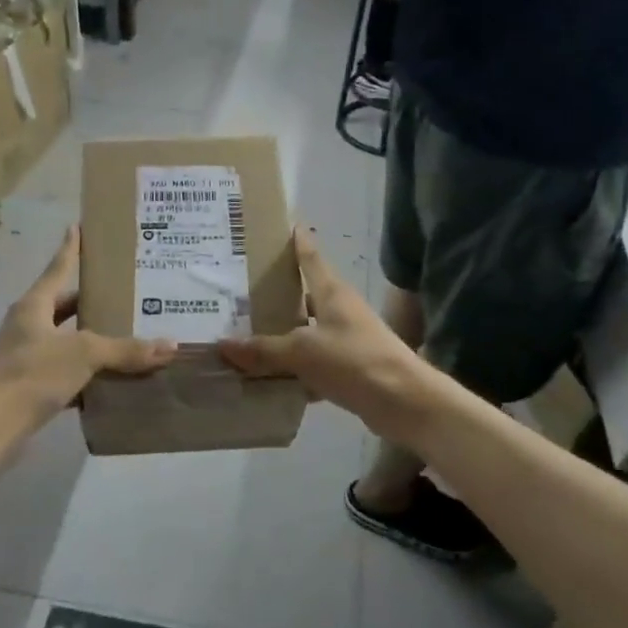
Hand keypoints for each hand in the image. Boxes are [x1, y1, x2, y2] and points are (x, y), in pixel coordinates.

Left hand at [0, 227, 176, 430]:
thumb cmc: (33, 374)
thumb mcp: (84, 354)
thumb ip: (126, 349)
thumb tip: (170, 345)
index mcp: (34, 305)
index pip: (58, 268)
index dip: (70, 248)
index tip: (78, 227)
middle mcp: (26, 325)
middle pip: (62, 305)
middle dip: (89, 300)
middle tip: (121, 292)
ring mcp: (24, 357)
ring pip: (63, 340)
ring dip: (88, 339)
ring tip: (123, 334)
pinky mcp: (27, 387)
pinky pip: (63, 372)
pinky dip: (84, 374)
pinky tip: (108, 380)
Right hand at [217, 229, 431, 441]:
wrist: (404, 402)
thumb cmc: (354, 361)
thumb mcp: (302, 352)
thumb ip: (263, 350)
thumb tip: (223, 344)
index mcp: (332, 292)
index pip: (310, 257)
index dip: (297, 241)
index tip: (281, 225)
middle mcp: (340, 310)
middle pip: (304, 296)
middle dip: (276, 295)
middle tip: (239, 291)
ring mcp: (347, 340)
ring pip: (306, 332)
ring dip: (281, 336)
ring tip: (243, 335)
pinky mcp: (349, 369)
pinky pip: (312, 364)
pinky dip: (293, 371)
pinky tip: (267, 380)